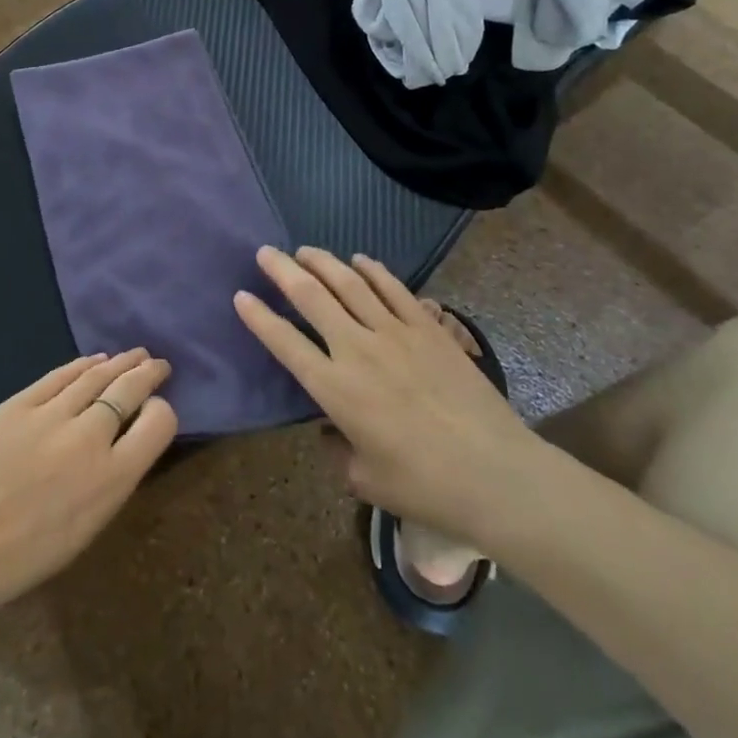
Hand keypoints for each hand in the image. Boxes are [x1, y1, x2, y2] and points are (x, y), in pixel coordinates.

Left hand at [0, 349, 177, 624]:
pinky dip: (81, 365)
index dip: (162, 412)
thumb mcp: (81, 532)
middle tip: (158, 364)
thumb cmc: (17, 561)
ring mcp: (51, 415)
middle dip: (148, 374)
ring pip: (96, 376)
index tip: (157, 410)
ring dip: (120, 362)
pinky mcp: (18, 403)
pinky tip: (93, 360)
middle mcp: (89, 438)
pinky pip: (59, 376)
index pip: (159, 424)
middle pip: (129, 390)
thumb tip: (117, 448)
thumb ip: (106, 484)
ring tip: (134, 355)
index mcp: (111, 480)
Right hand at [234, 246, 539, 541]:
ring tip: (304, 250)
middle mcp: (357, 350)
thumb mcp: (365, 479)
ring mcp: (395, 333)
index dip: (258, 317)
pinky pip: (394, 289)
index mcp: (335, 389)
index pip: (284, 342)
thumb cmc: (425, 486)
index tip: (241, 295)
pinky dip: (374, 270)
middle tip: (265, 252)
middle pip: (311, 297)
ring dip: (322, 262)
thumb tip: (329, 430)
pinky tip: (360, 260)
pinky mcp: (429, 329)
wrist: (497, 475)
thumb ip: (337, 450)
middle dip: (282, 270)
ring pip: (350, 284)